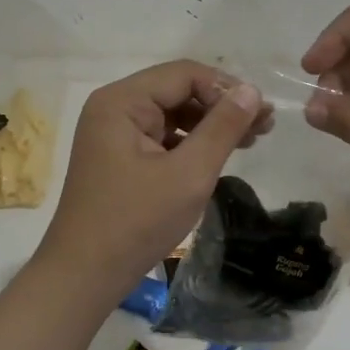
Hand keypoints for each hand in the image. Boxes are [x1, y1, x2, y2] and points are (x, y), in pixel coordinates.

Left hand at [32, 61, 269, 310]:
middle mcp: (113, 107)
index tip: (263, 114)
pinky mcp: (118, 156)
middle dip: (221, 106)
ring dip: (210, 124)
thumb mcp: (189, 174)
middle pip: (177, 90)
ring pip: (172, 113)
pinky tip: (217, 156)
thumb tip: (252, 91)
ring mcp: (113, 132)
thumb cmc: (136, 222)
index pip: (183, 74)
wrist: (84, 275)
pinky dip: (190, 143)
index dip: (226, 89)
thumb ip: (222, 128)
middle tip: (265, 127)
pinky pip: (161, 136)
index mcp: (121, 101)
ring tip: (251, 140)